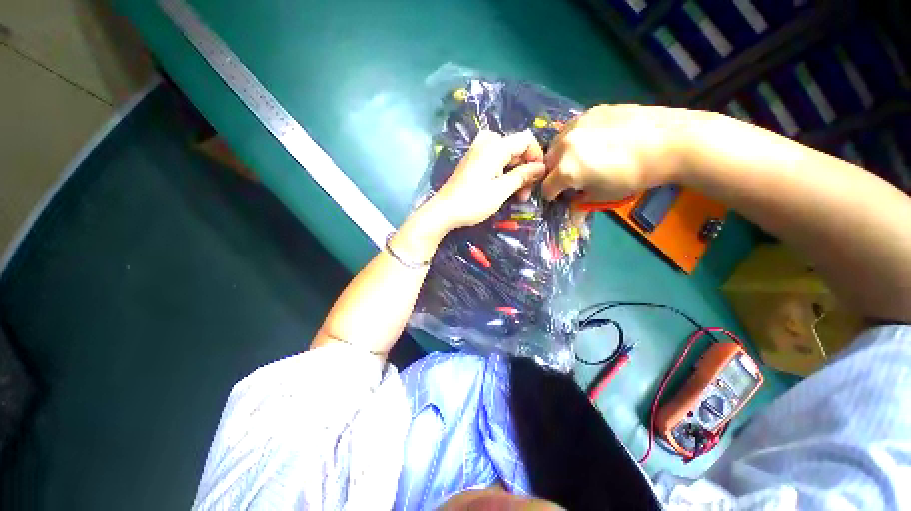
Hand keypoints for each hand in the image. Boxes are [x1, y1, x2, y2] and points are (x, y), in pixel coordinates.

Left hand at [427, 129, 545, 230]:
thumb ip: (522, 176)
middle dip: (525, 170)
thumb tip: (541, 167)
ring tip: (517, 196)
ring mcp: (478, 151)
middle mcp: (487, 142)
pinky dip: (504, 174)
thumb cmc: (472, 202)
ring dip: (515, 174)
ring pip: (507, 156)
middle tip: (525, 194)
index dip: (536, 156)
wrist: (443, 211)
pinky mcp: (473, 161)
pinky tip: (504, 190)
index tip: (538, 178)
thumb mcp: (501, 190)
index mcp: (495, 146)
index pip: (526, 139)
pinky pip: (495, 161)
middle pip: (516, 148)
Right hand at [542, 104, 689, 200]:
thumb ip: (581, 203)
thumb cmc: (635, 175)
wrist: (670, 141)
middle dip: (554, 173)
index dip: (552, 196)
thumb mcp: (604, 195)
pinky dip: (575, 139)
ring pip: (557, 143)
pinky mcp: (590, 111)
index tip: (562, 196)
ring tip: (581, 157)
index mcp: (567, 169)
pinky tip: (593, 141)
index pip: (546, 187)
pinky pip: (572, 128)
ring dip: (562, 154)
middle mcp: (565, 145)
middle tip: (571, 177)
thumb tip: (572, 214)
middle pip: (547, 163)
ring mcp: (577, 124)